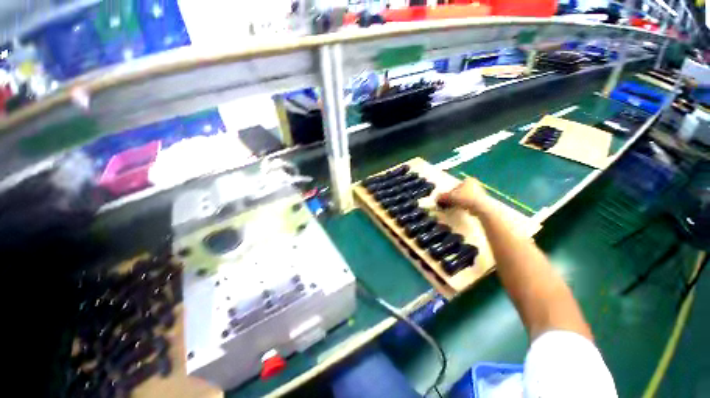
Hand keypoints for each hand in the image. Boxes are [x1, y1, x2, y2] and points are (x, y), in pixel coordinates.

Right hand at [436, 178, 493, 215]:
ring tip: (456, 207)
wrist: (480, 207)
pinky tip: (463, 209)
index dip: (450, 192)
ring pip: (465, 197)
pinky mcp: (483, 201)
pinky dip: (466, 205)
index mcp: (468, 180)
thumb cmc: (465, 198)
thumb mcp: (450, 197)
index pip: (455, 186)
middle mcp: (475, 184)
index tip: (447, 198)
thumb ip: (443, 197)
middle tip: (450, 203)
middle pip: (461, 191)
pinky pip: (471, 202)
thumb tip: (437, 199)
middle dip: (455, 197)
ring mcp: (480, 192)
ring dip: (460, 202)